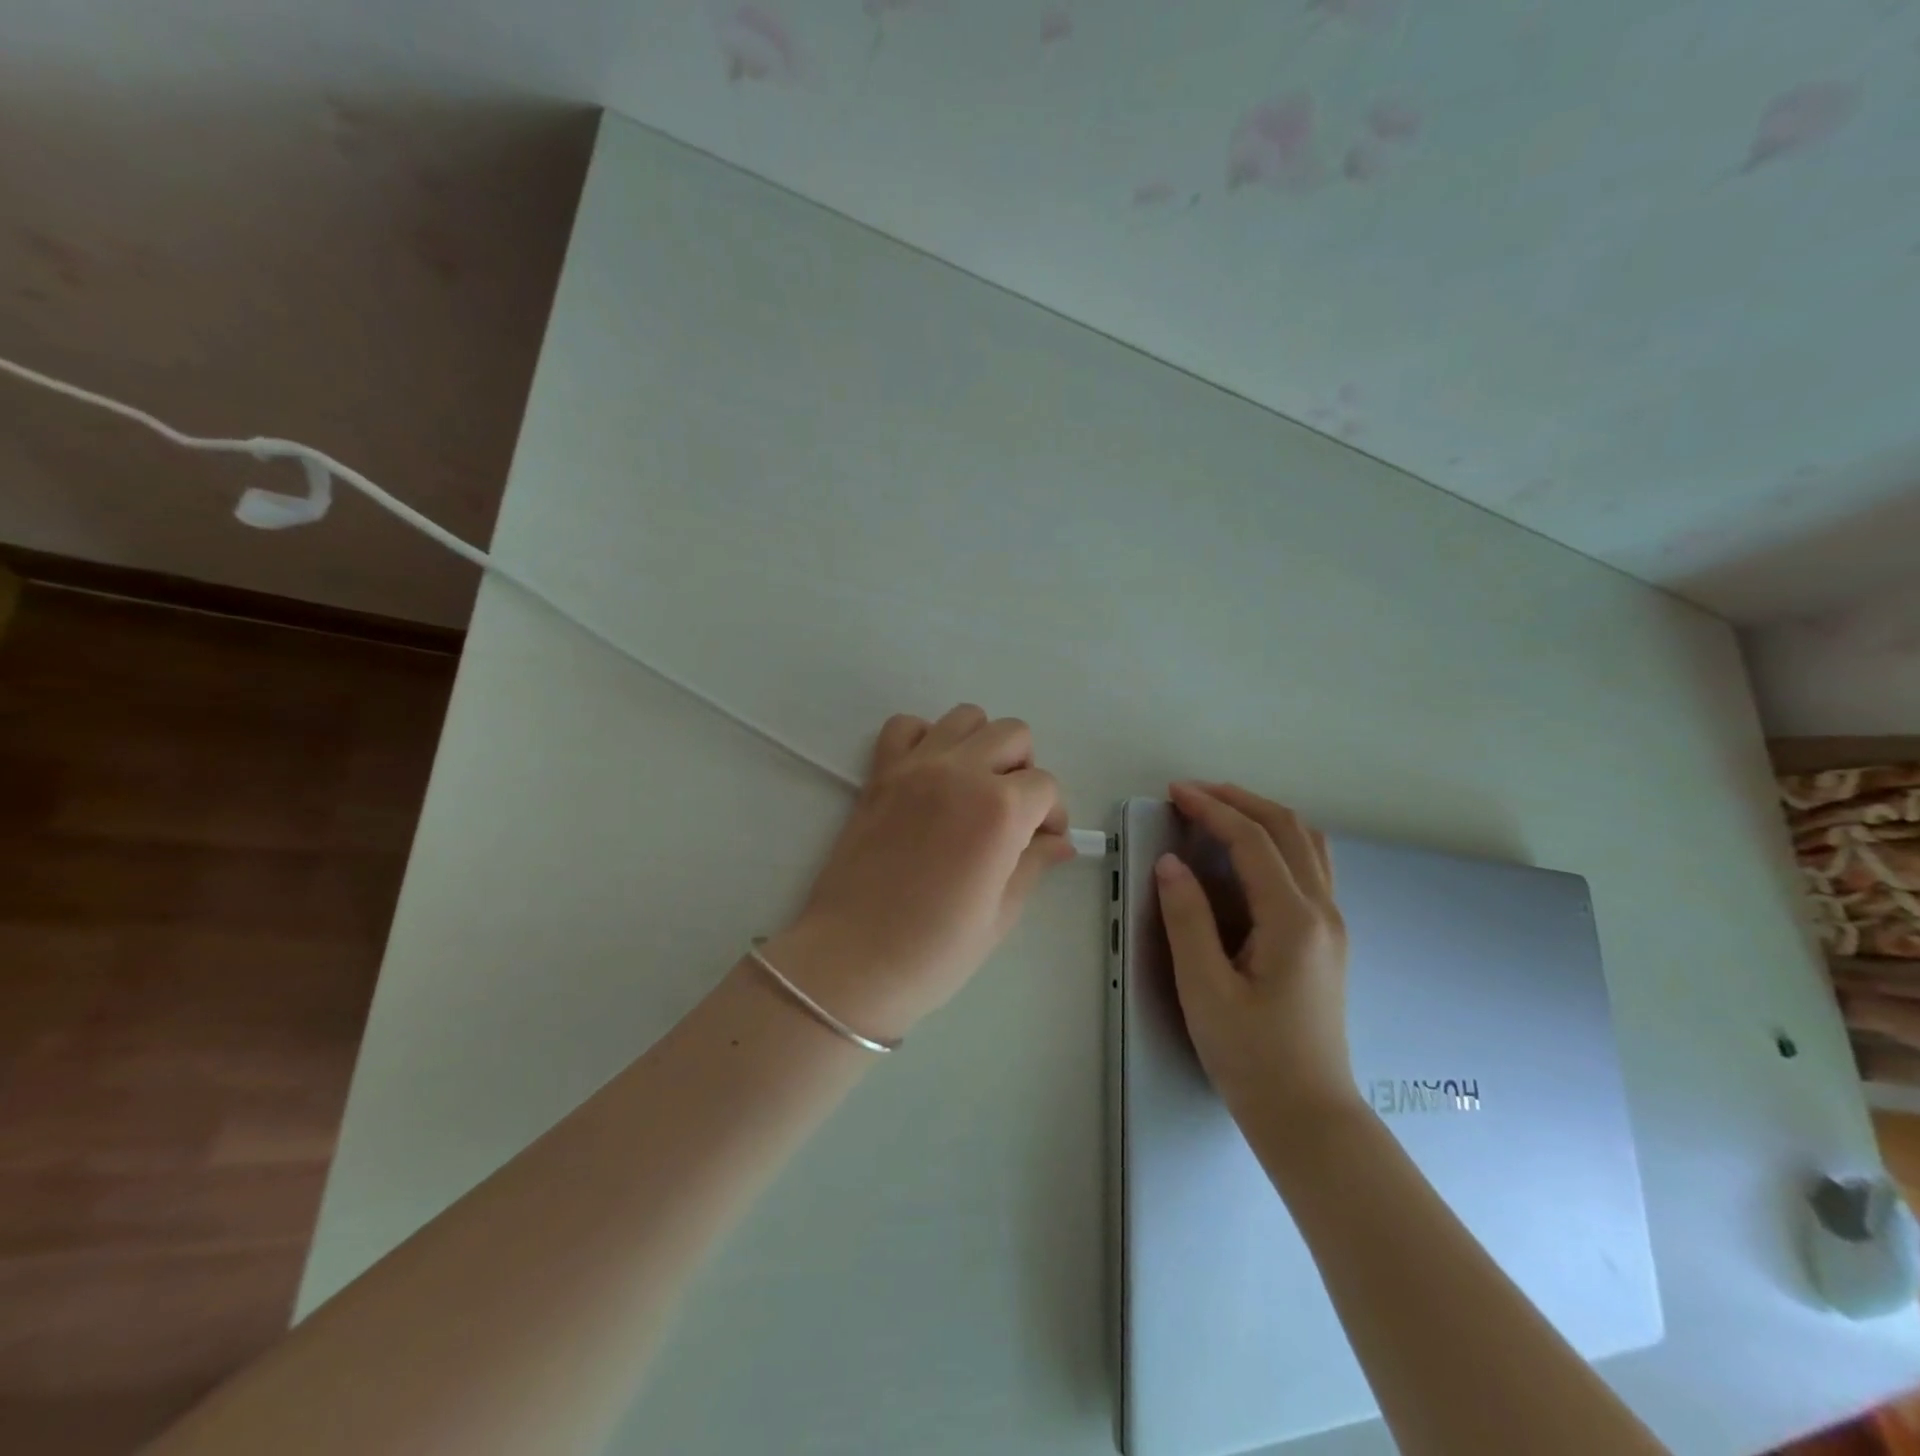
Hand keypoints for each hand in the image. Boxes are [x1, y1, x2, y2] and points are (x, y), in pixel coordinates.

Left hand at [763, 705, 1072, 1041]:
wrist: (853, 961)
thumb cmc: (935, 950)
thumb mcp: (1000, 914)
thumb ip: (1033, 864)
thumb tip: (1059, 843)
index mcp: (999, 810)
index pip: (1045, 785)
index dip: (1052, 815)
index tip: (1043, 843)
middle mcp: (960, 772)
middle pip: (1013, 735)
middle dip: (1024, 770)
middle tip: (1013, 813)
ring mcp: (916, 767)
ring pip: (965, 717)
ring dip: (981, 745)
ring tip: (973, 788)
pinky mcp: (880, 773)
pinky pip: (906, 726)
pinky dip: (925, 738)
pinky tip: (930, 774)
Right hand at [1156, 782, 1358, 1126]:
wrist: (1308, 1115)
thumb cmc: (1251, 1056)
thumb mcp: (1204, 989)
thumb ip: (1186, 920)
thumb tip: (1170, 862)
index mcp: (1293, 920)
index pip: (1254, 840)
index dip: (1213, 809)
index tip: (1175, 792)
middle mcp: (1323, 911)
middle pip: (1288, 828)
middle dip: (1239, 800)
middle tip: (1192, 793)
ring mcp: (1332, 923)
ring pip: (1307, 843)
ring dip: (1263, 815)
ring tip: (1219, 811)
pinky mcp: (1327, 938)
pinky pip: (1310, 865)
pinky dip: (1278, 840)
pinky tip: (1249, 852)